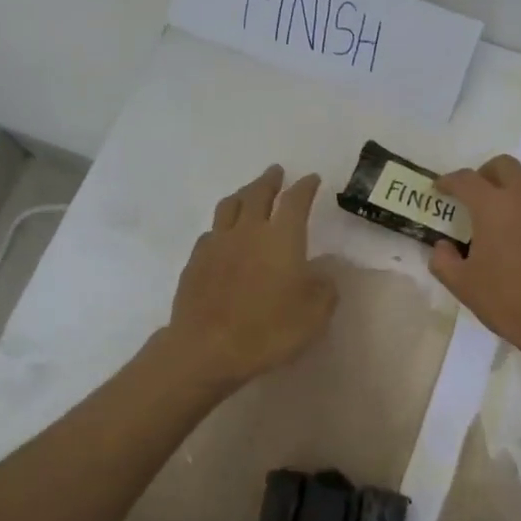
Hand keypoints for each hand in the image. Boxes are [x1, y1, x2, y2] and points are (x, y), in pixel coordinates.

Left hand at [163, 165, 337, 392]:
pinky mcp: (195, 262)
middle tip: (276, 172)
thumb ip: (325, 289)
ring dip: (243, 194)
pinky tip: (223, 234)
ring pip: (229, 206)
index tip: (312, 179)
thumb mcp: (314, 315)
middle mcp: (249, 231)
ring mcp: (217, 244)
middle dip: (270, 181)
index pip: (296, 201)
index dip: (305, 187)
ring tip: (248, 192)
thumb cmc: (268, 330)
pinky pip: (211, 232)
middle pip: (258, 194)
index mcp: (282, 238)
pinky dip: (222, 226)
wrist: (207, 348)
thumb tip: (323, 273)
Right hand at [430, 156, 520, 368]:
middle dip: (487, 175)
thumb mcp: (462, 285)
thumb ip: (443, 260)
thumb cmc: (507, 301)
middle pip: (504, 165)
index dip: (448, 181)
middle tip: (480, 194)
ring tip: (519, 204)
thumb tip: (442, 245)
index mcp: (492, 206)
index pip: (464, 180)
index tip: (440, 188)